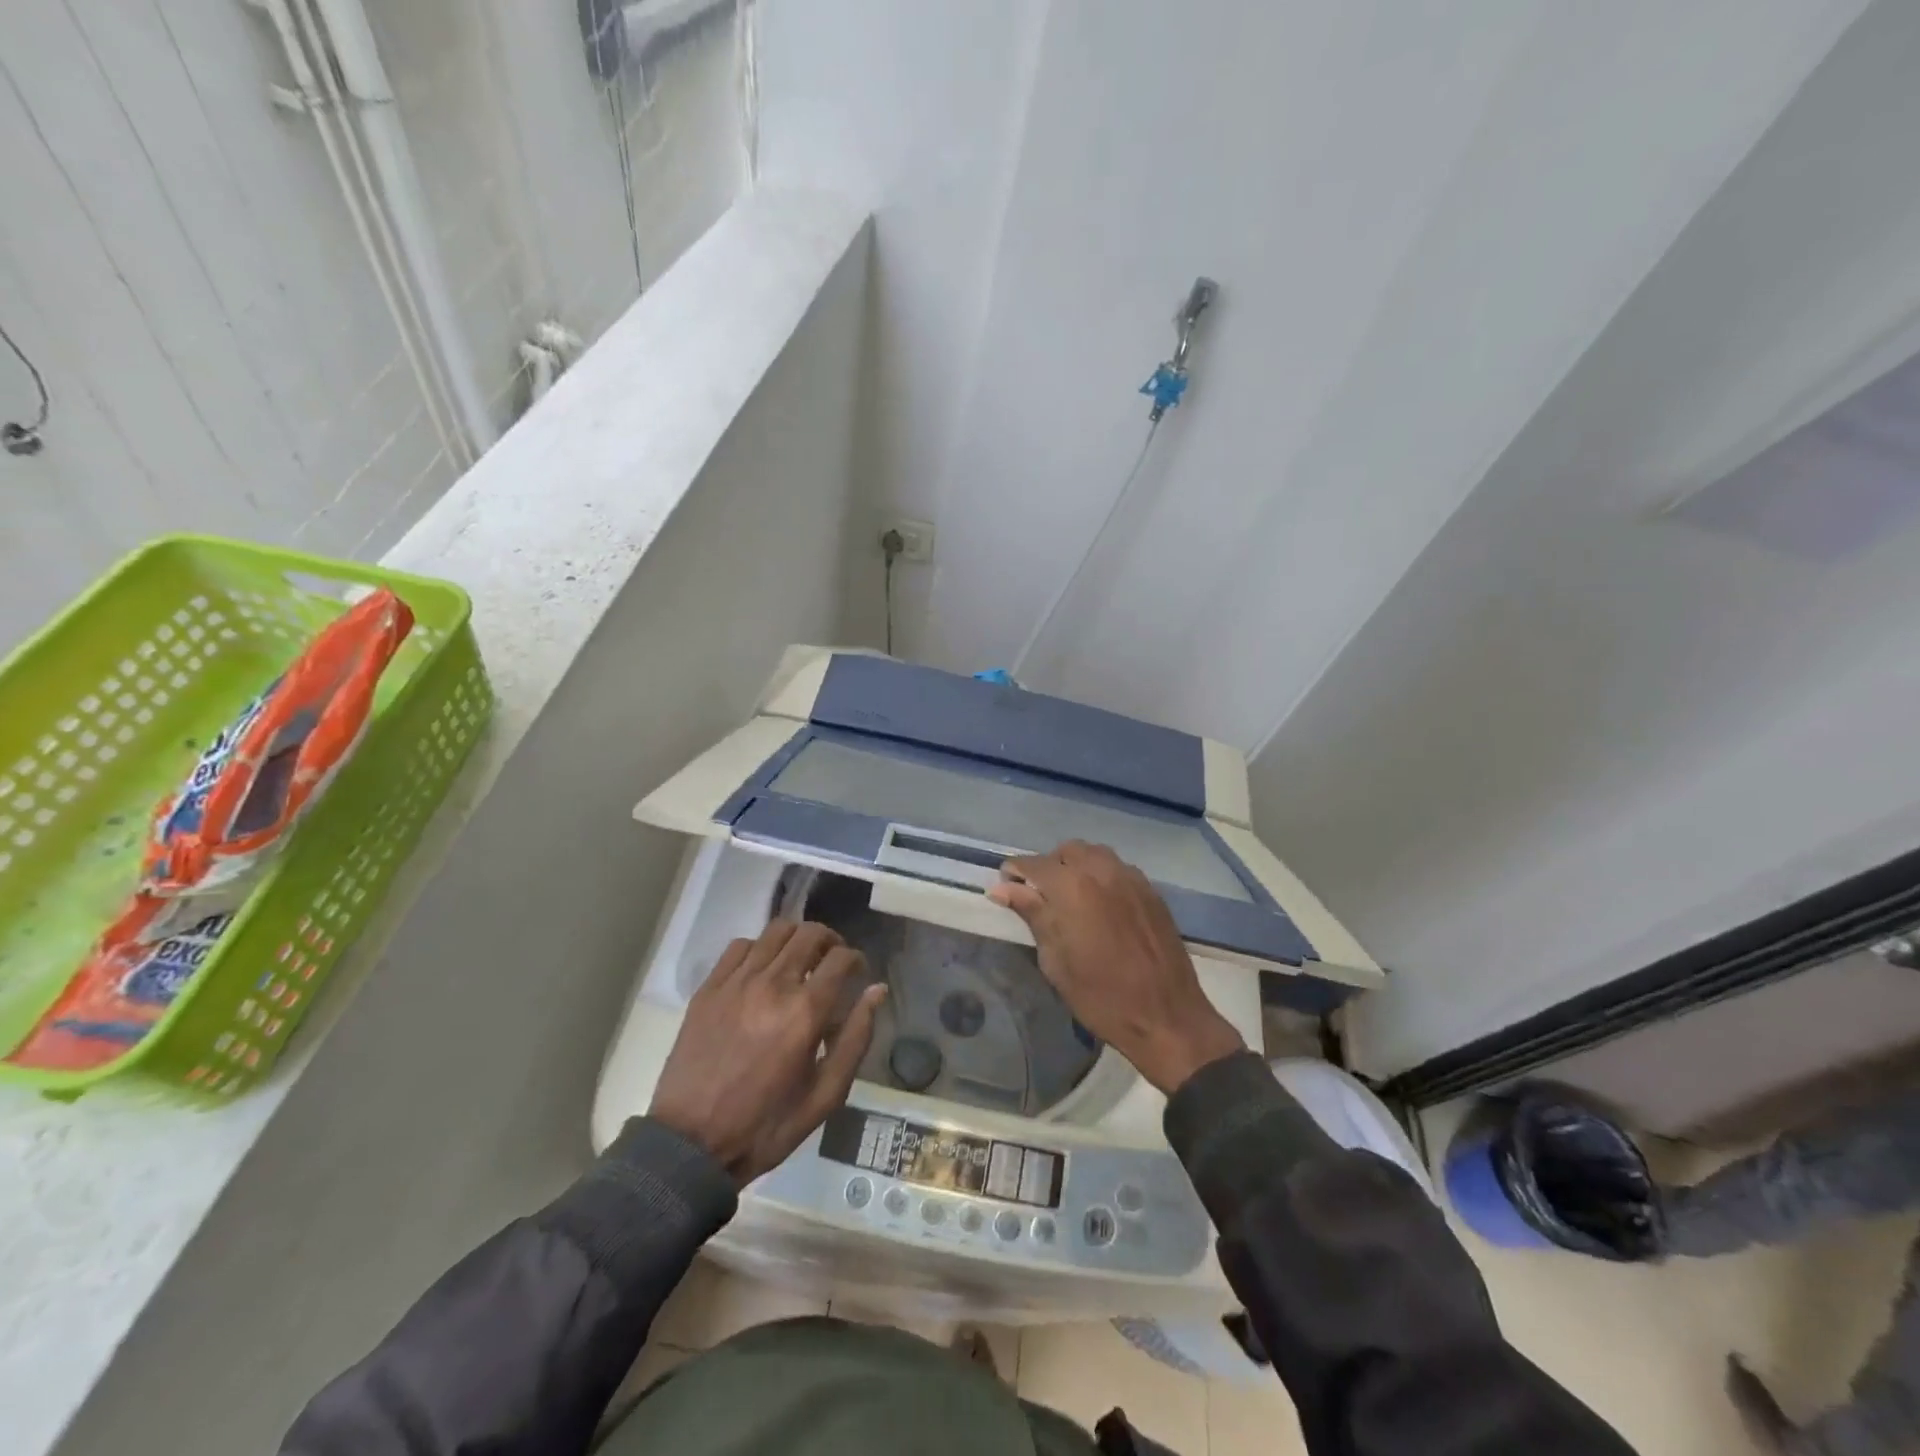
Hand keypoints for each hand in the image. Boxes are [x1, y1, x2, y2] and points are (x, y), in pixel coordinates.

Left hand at [650, 921, 885, 1185]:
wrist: (690, 1144)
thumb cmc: (766, 1125)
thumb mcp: (825, 1095)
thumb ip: (856, 1038)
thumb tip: (877, 991)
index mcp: (805, 1012)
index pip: (841, 958)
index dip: (856, 959)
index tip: (857, 973)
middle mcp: (773, 985)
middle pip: (810, 933)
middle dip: (830, 941)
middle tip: (832, 962)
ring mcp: (736, 982)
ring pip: (776, 931)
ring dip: (796, 939)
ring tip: (799, 960)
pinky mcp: (709, 988)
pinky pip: (740, 946)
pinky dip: (759, 949)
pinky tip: (761, 971)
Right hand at [988, 841, 1244, 1093]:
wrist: (1167, 1017)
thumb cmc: (1101, 997)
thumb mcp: (1055, 961)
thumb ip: (1032, 914)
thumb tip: (1002, 888)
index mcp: (1073, 887)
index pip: (1033, 863)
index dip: (1014, 872)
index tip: (1006, 888)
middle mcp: (1102, 871)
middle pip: (1066, 851)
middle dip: (1047, 867)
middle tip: (1039, 896)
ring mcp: (1131, 878)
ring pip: (1094, 854)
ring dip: (1076, 867)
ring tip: (1070, 898)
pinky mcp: (1151, 891)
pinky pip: (1118, 868)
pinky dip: (1101, 876)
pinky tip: (1100, 905)